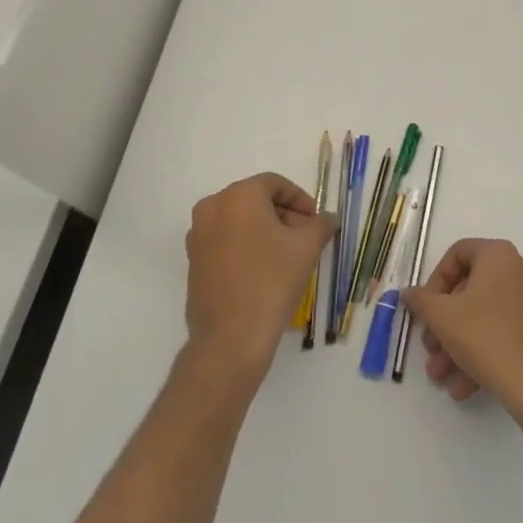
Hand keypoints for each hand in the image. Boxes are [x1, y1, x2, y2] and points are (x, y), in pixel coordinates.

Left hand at [185, 172, 335, 378]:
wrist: (231, 338)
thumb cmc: (272, 281)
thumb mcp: (307, 247)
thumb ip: (321, 224)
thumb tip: (329, 218)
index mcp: (238, 196)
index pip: (274, 184)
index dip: (300, 199)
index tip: (316, 220)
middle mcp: (211, 208)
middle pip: (255, 201)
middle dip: (283, 215)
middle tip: (306, 237)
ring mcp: (198, 236)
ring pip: (239, 221)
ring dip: (265, 231)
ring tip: (288, 255)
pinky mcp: (193, 262)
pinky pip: (225, 241)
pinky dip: (246, 246)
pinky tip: (265, 270)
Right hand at [402, 238, 522, 428]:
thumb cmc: (486, 337)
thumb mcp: (442, 317)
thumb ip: (420, 300)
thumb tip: (409, 293)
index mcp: (499, 255)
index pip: (458, 254)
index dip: (434, 281)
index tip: (425, 309)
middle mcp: (520, 270)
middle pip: (469, 290)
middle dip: (443, 323)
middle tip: (430, 348)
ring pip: (483, 317)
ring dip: (457, 345)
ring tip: (441, 377)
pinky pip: (501, 333)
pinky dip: (480, 354)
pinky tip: (462, 387)